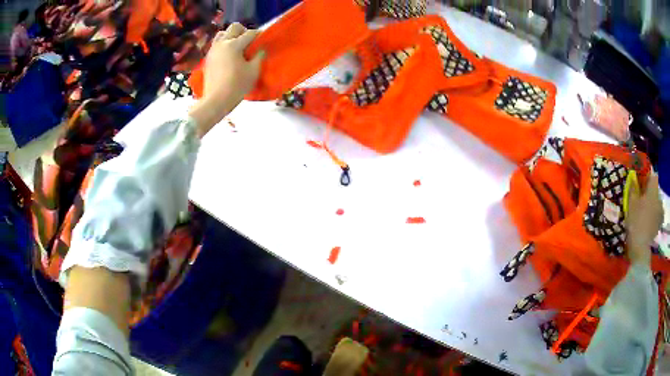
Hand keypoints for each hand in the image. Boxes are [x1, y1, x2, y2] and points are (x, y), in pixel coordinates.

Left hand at [189, 23, 264, 137]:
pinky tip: (229, 56)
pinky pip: (216, 44)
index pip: (250, 33)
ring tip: (237, 47)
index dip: (259, 35)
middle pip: (234, 27)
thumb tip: (260, 49)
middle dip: (244, 31)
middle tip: (249, 42)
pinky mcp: (208, 58)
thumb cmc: (237, 86)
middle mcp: (222, 43)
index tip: (264, 40)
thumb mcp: (253, 71)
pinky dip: (224, 45)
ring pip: (222, 34)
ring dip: (231, 36)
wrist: (215, 101)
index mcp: (234, 45)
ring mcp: (213, 50)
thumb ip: (258, 57)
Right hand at [626, 174, 663, 264]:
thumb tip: (632, 179)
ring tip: (646, 212)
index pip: (653, 176)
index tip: (643, 183)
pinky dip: (654, 216)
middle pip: (656, 190)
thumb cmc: (636, 221)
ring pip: (657, 203)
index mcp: (653, 189)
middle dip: (650, 193)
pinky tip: (649, 222)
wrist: (640, 247)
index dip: (648, 177)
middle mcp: (659, 198)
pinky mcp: (659, 224)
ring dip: (653, 205)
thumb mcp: (631, 203)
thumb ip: (633, 189)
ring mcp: (660, 212)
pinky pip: (657, 215)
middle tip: (643, 200)